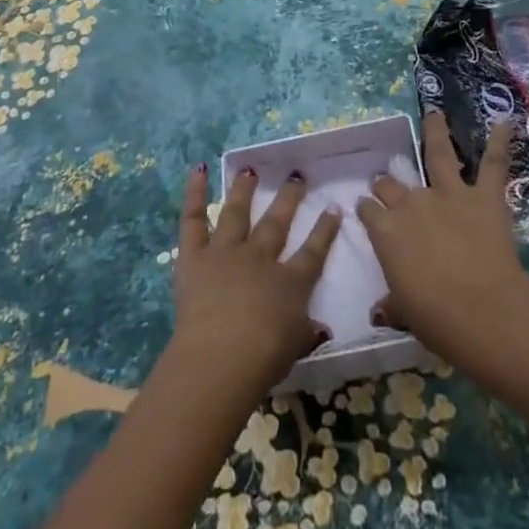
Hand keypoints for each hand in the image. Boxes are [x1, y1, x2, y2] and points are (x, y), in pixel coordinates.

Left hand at [170, 165, 340, 391]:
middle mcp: (259, 257)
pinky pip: (194, 219)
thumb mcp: (296, 348)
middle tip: (297, 176)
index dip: (325, 229)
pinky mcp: (195, 256)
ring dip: (244, 189)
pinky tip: (200, 169)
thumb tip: (322, 328)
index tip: (333, 207)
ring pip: (237, 212)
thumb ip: (309, 332)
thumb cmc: (264, 359)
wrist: (222, 357)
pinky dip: (195, 193)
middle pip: (277, 222)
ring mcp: (226, 252)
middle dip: (289, 198)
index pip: (313, 251)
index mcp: (289, 282)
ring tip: (250, 169)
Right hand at [357, 112, 528, 359]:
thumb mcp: (404, 313)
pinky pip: (493, 164)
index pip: (370, 212)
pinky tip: (505, 122)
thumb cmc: (436, 319)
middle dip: (386, 182)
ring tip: (434, 112)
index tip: (366, 209)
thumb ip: (392, 304)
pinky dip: (499, 142)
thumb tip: (379, 311)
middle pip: (392, 184)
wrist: (481, 311)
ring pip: (438, 153)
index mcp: (387, 231)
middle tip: (385, 181)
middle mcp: (412, 203)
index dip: (367, 210)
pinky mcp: (483, 196)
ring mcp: (449, 194)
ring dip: (435, 130)